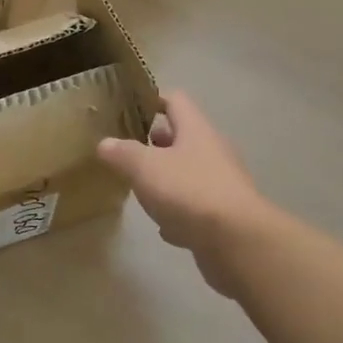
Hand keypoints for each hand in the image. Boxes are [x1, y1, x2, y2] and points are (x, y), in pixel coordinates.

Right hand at [98, 90, 270, 296]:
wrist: (238, 243)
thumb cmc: (189, 191)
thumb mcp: (144, 167)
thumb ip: (122, 153)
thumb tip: (104, 143)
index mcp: (196, 130)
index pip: (175, 100)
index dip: (152, 99)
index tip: (129, 107)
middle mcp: (212, 151)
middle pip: (183, 137)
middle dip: (156, 142)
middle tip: (129, 149)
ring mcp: (222, 184)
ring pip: (189, 172)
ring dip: (167, 178)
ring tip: (141, 187)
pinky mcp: (224, 216)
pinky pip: (196, 206)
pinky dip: (179, 212)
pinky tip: (164, 226)